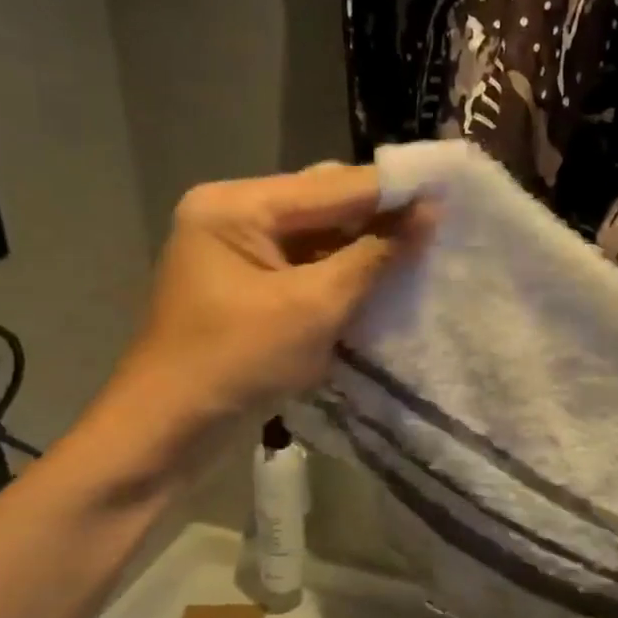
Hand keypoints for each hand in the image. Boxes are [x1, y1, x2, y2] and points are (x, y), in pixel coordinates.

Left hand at [104, 164, 428, 432]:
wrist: (169, 431)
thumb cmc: (237, 361)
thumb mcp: (313, 307)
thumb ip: (373, 256)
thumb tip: (429, 215)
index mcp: (236, 206)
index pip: (330, 187)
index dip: (392, 190)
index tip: (448, 190)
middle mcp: (233, 215)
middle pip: (322, 203)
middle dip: (378, 216)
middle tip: (437, 225)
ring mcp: (238, 252)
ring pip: (317, 236)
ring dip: (363, 245)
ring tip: (419, 248)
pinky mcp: (247, 286)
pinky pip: (305, 265)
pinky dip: (341, 271)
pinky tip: (380, 276)